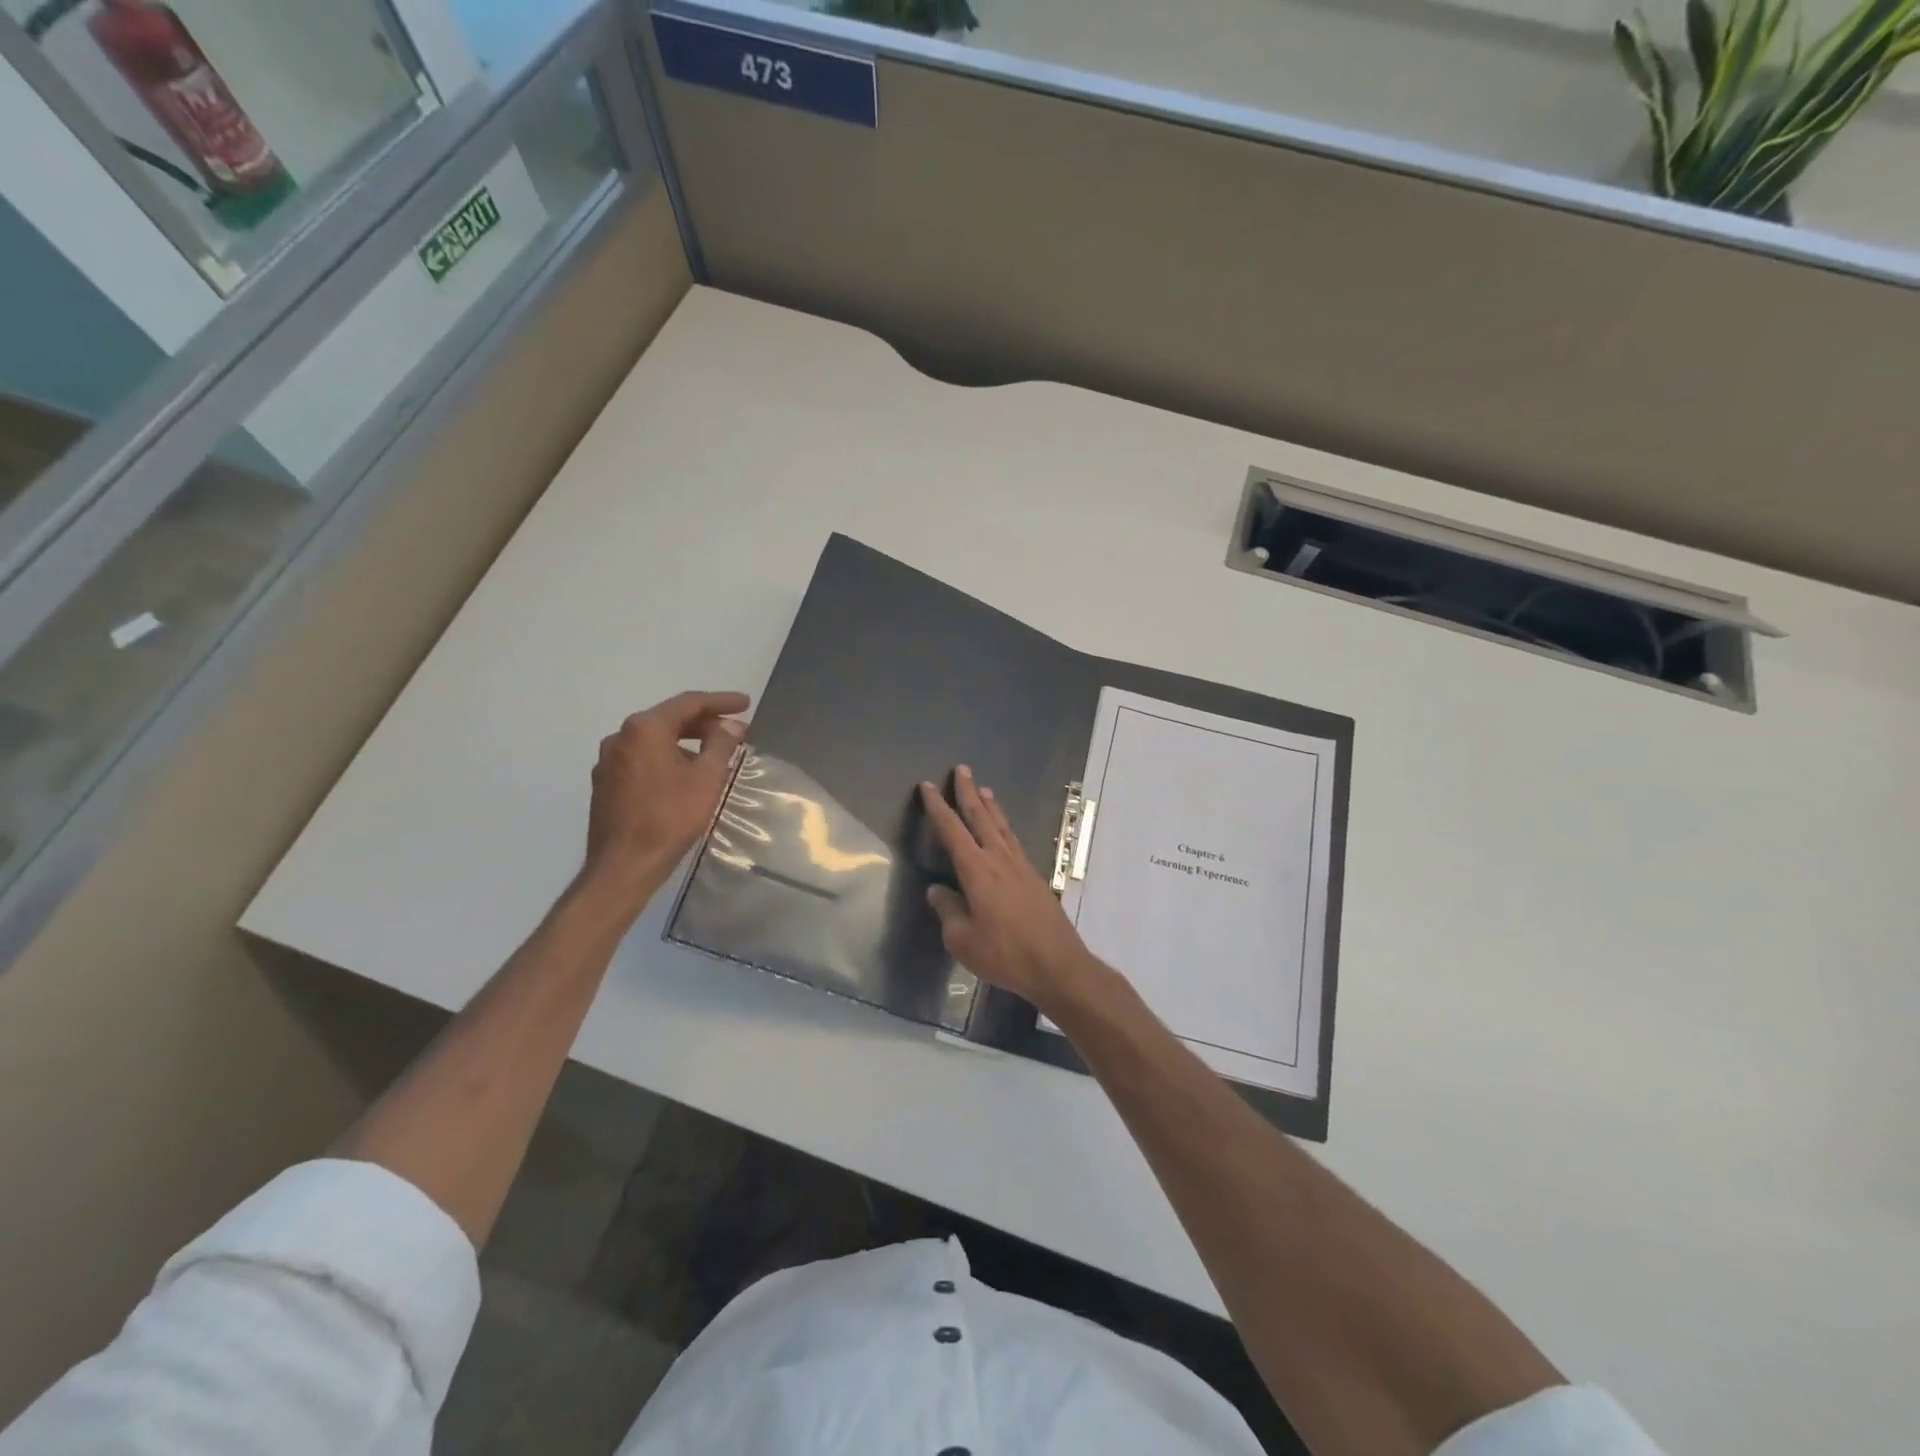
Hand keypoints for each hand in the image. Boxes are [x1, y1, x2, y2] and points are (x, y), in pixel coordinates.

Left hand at [579, 690, 749, 914]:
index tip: (746, 704)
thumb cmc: (670, 818)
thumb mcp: (707, 778)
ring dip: (685, 741)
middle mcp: (620, 737)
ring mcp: (608, 761)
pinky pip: (642, 759)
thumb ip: (721, 744)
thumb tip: (731, 725)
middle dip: (704, 722)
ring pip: (654, 740)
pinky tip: (684, 775)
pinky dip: (667, 758)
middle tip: (734, 730)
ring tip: (713, 753)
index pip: (689, 703)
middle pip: (668, 719)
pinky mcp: (605, 783)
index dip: (721, 702)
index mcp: (644, 728)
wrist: (624, 865)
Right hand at [918, 765, 1101, 1012]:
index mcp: (977, 870)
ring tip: (984, 789)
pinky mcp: (1035, 878)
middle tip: (962, 769)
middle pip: (981, 817)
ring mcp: (1021, 867)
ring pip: (1002, 827)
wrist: (1057, 965)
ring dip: (991, 806)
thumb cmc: (1004, 954)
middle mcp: (999, 859)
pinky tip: (1004, 832)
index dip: (938, 808)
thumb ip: (948, 911)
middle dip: (968, 793)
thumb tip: (937, 891)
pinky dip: (1005, 828)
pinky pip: (1014, 842)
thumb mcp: (963, 940)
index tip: (928, 787)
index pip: (952, 830)